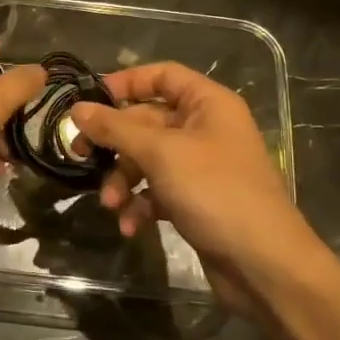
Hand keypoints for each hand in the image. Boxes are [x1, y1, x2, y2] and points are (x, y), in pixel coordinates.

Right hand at [67, 62, 327, 298]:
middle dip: (114, 143)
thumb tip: (76, 109)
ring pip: (147, 159)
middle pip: (147, 121)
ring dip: (123, 179)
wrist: (263, 264)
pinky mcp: (195, 201)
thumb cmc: (214, 191)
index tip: (89, 100)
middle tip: (79, 153)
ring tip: (111, 203)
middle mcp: (205, 129)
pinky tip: (130, 226)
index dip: (125, 83)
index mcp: (208, 104)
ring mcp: (201, 167)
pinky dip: (140, 204)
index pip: (162, 76)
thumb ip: (115, 128)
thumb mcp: (160, 153)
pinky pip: (157, 191)